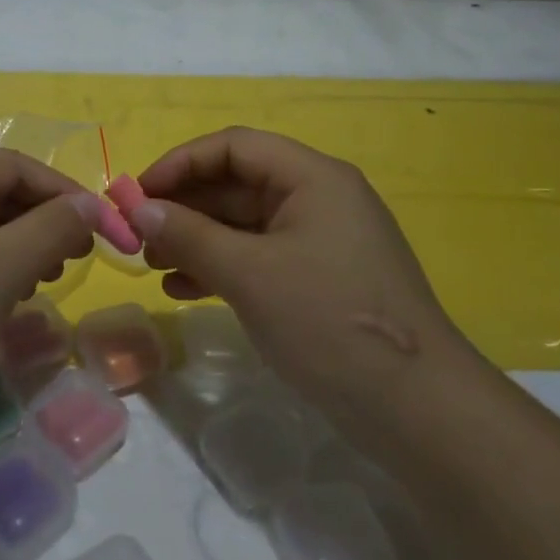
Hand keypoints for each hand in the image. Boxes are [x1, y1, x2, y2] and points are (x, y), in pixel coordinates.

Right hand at [128, 127, 470, 423]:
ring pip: (245, 224)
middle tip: (139, 236)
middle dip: (185, 207)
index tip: (138, 195)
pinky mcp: (320, 280)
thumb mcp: (250, 274)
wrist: (420, 412)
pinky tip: (185, 290)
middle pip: (238, 184)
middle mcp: (319, 198)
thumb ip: (189, 236)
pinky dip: (222, 267)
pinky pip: (260, 257)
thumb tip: (138, 210)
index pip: (234, 147)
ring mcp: (321, 241)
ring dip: (197, 239)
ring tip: (153, 266)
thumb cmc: (330, 322)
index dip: (181, 163)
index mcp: (312, 177)